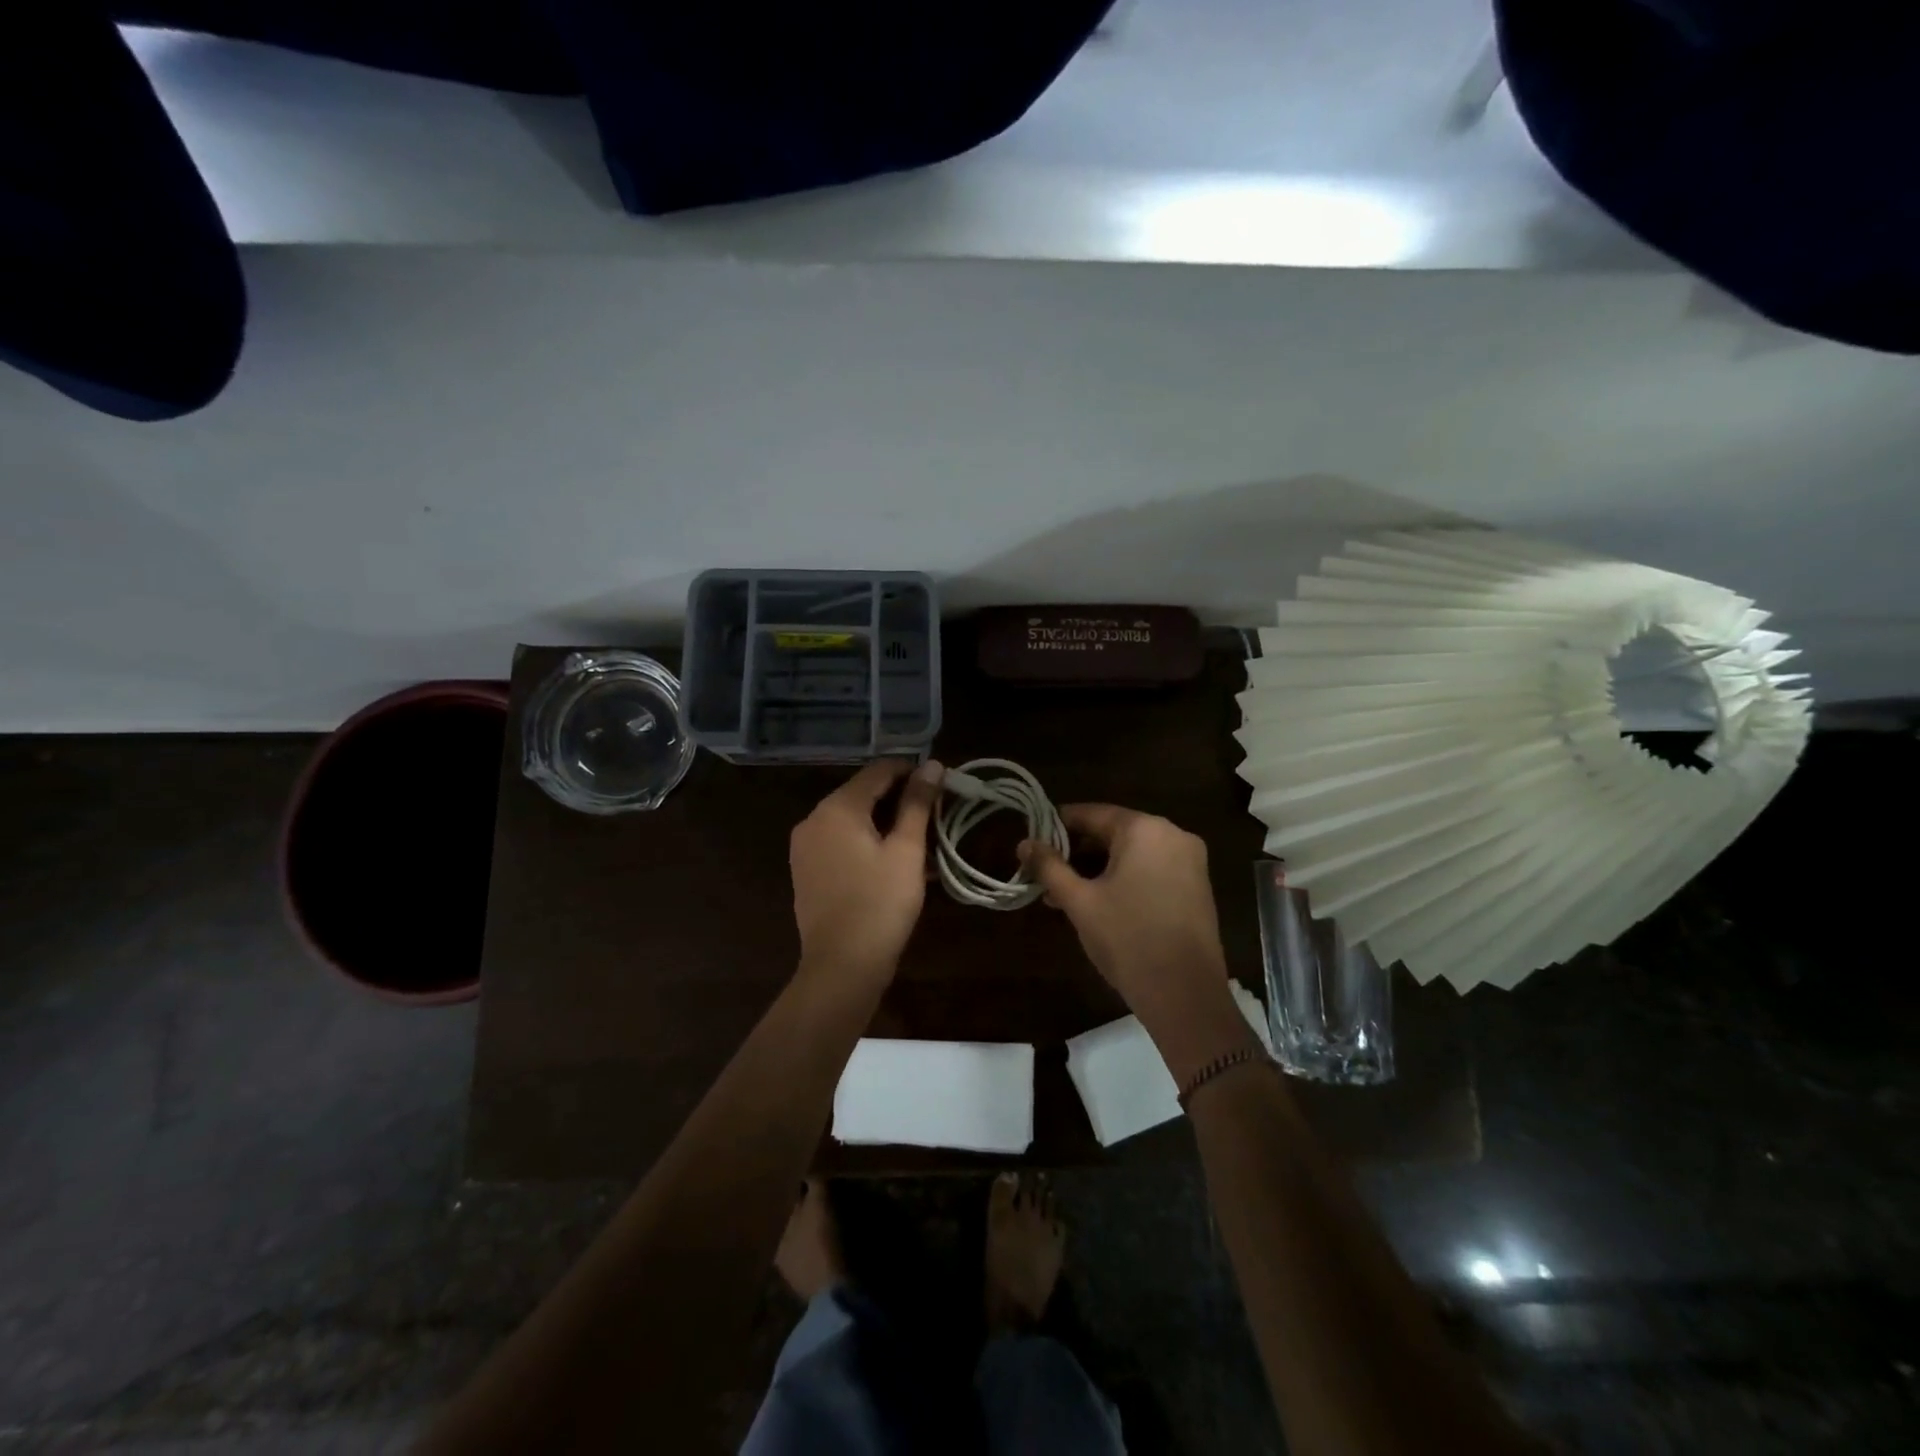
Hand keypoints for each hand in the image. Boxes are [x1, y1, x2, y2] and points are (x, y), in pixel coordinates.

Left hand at [789, 759, 943, 985]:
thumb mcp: (906, 850)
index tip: (942, 786)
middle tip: (936, 816)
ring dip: (886, 823)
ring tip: (922, 841)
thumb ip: (918, 803)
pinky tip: (894, 861)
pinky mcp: (806, 870)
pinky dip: (867, 842)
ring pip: (853, 819)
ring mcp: (805, 846)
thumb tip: (932, 764)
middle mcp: (814, 819)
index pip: (879, 770)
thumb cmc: (880, 904)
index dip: (913, 772)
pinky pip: (841, 842)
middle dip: (901, 799)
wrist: (842, 967)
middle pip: (863, 793)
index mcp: (836, 808)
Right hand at [1020, 805, 1254, 1078]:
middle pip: (1113, 832)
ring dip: (1097, 869)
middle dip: (1077, 853)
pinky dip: (1124, 879)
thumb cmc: (1128, 940)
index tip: (1032, 842)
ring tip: (1064, 896)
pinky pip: (1151, 869)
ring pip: (1131, 853)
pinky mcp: (1197, 886)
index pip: (1091, 814)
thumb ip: (1049, 867)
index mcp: (1145, 829)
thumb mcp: (1080, 902)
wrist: (1186, 996)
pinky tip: (1098, 903)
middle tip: (1045, 875)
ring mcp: (1190, 861)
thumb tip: (1023, 843)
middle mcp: (1173, 834)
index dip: (1057, 826)